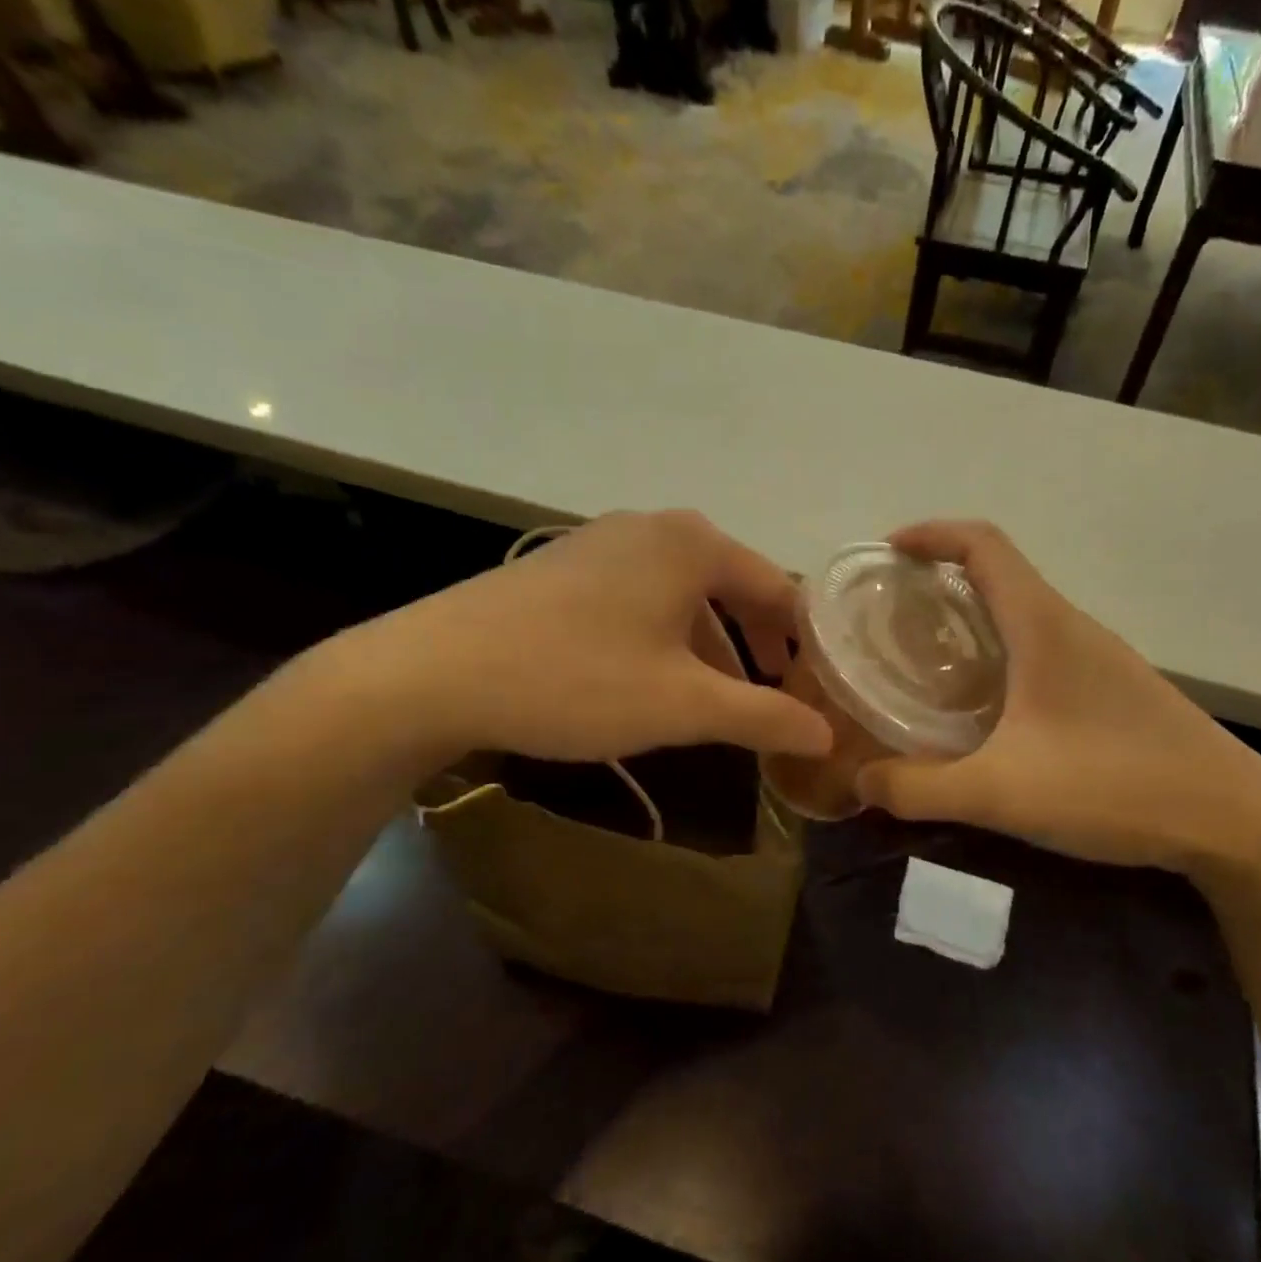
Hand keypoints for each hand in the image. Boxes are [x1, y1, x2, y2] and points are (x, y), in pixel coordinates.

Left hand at [316, 510, 833, 765]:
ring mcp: (602, 542)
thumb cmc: (578, 679)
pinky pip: (639, 598)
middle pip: (731, 586)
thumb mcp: (684, 705)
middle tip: (772, 698)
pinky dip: (663, 637)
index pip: (778, 588)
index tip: (814, 690)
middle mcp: (653, 527)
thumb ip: (764, 716)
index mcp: (694, 544)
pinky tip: (648, 681)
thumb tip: (826, 734)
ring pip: (682, 595)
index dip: (801, 643)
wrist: (434, 672)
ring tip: (713, 701)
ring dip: (708, 647)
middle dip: (755, 646)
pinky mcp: (563, 567)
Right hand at [855, 522, 1260, 875]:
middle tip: (890, 619)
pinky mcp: (1113, 690)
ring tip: (924, 662)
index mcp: (1043, 625)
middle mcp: (1071, 627)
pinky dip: (999, 656)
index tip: (885, 554)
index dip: (930, 534)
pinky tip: (983, 710)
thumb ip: (920, 789)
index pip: (982, 544)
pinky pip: (1041, 650)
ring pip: (1021, 615)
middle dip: (939, 581)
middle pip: (999, 574)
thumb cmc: (1116, 786)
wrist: (1237, 822)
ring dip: (970, 620)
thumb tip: (861, 784)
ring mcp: (1098, 658)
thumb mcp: (1001, 792)